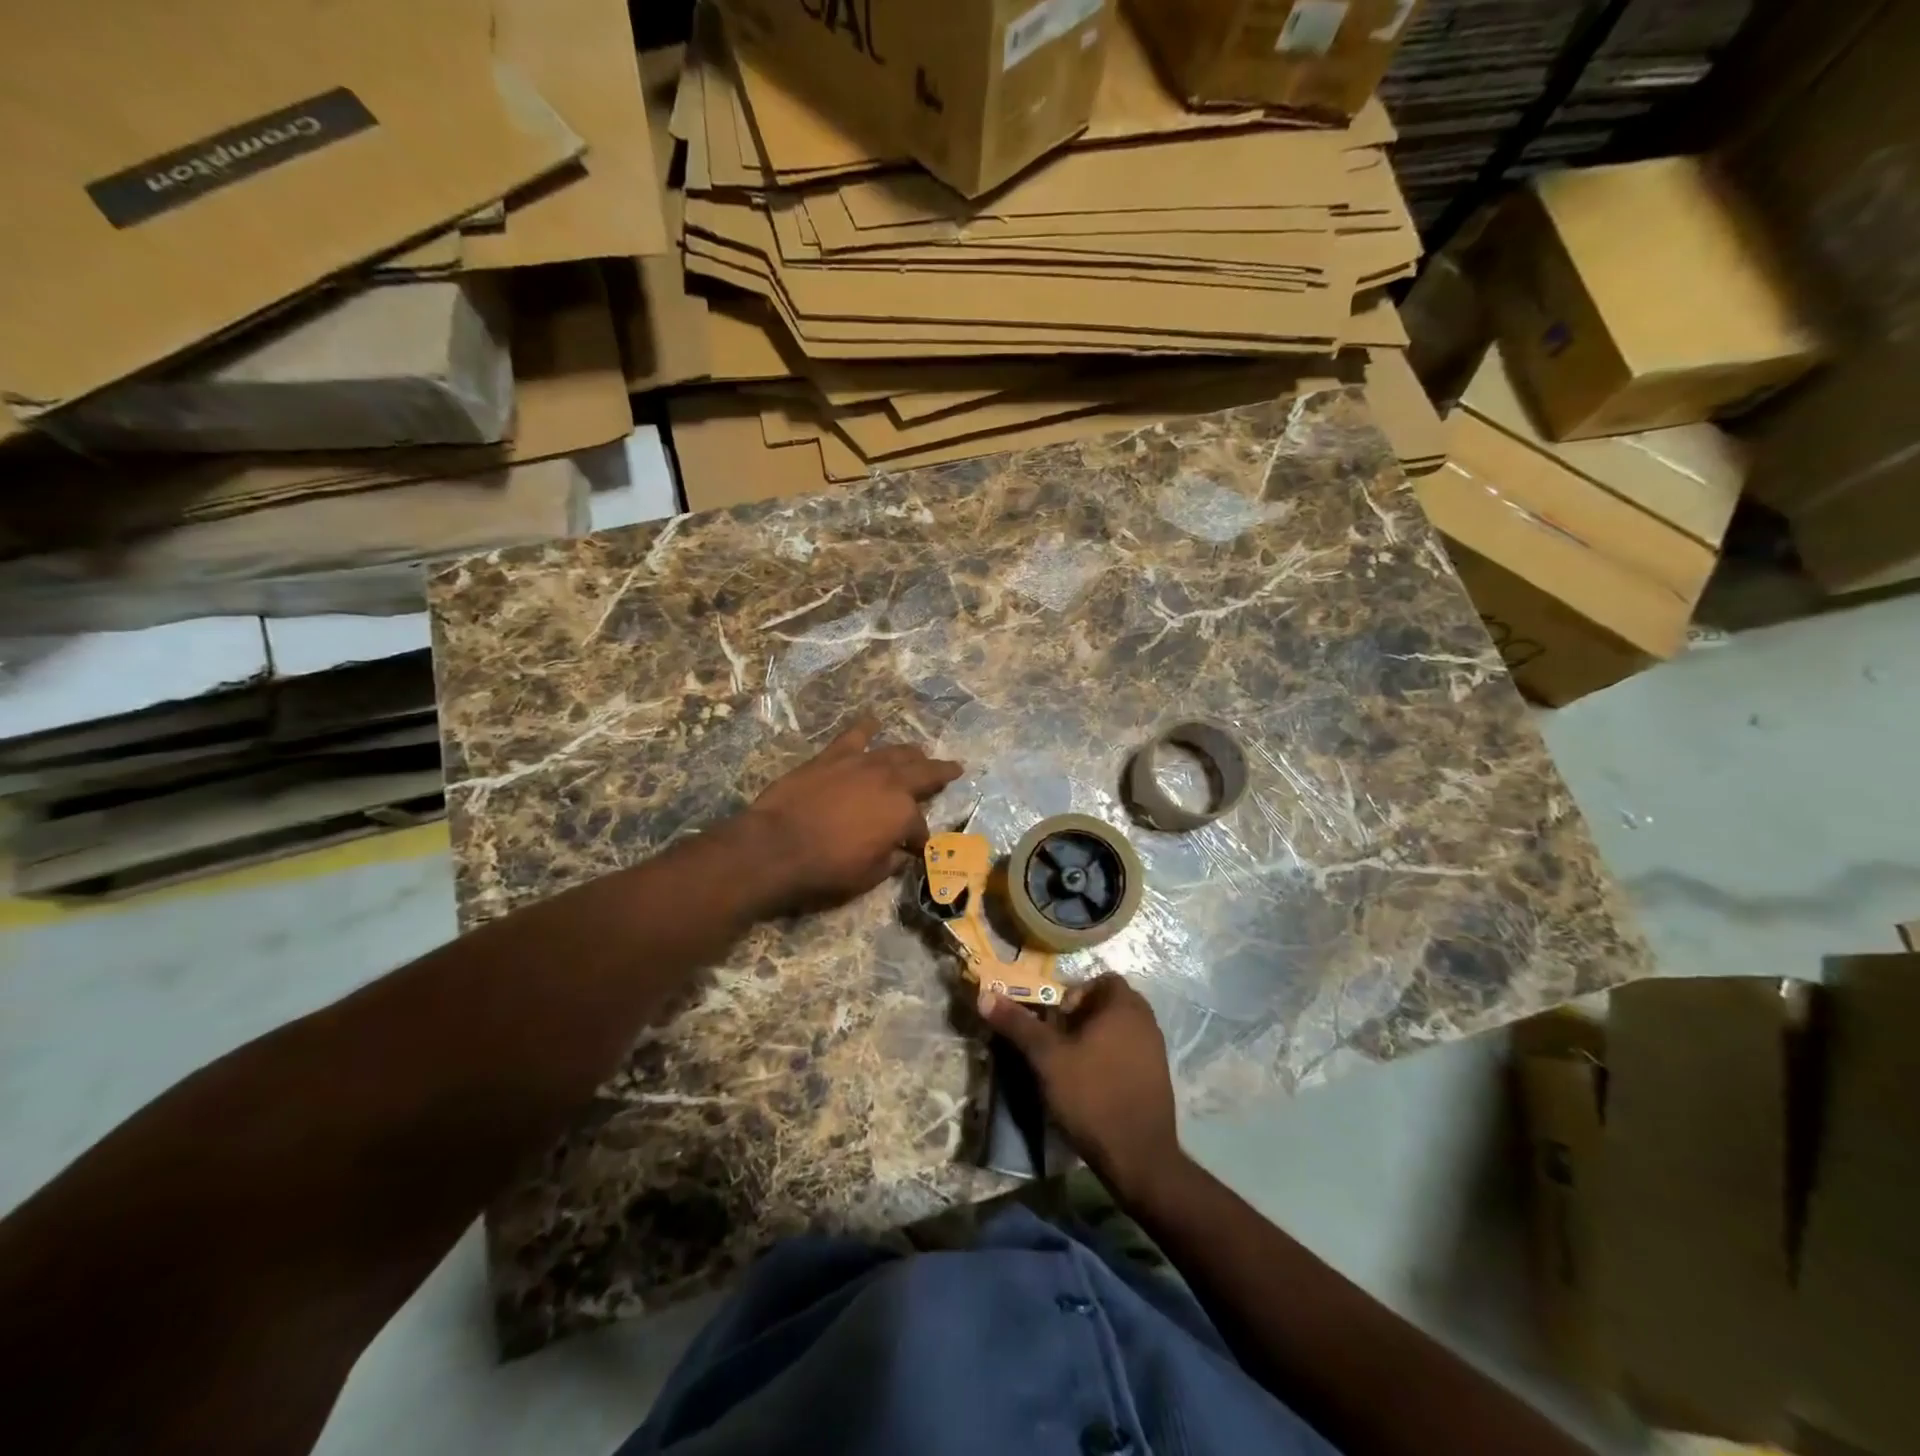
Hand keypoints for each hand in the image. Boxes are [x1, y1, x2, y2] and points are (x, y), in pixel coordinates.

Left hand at [746, 716, 962, 913]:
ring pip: (896, 752)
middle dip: (940, 774)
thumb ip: (890, 861)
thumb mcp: (868, 876)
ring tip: (920, 753)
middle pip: (923, 774)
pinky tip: (873, 722)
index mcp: (903, 814)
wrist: (776, 846)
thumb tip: (900, 853)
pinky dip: (866, 728)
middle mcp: (890, 782)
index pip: (920, 827)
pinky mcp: (832, 756)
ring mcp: (861, 764)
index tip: (918, 849)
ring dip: (912, 753)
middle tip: (954, 768)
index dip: (920, 840)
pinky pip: (854, 735)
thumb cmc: (826, 869)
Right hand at [979, 974, 1180, 1199]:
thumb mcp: (1047, 1058)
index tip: (1055, 1020)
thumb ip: (1018, 1024)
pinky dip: (1109, 1059)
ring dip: (1094, 1039)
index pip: (1100, 980)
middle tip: (1057, 1042)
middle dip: (1081, 1018)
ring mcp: (1156, 1050)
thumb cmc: (1092, 1095)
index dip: (1074, 994)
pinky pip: (1129, 1053)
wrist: (1138, 1157)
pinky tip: (1091, 1086)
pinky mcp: (1158, 1078)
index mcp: (1124, 1006)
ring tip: (1070, 1065)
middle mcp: (1146, 1021)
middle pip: (1108, 1005)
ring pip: (1118, 1030)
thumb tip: (985, 996)